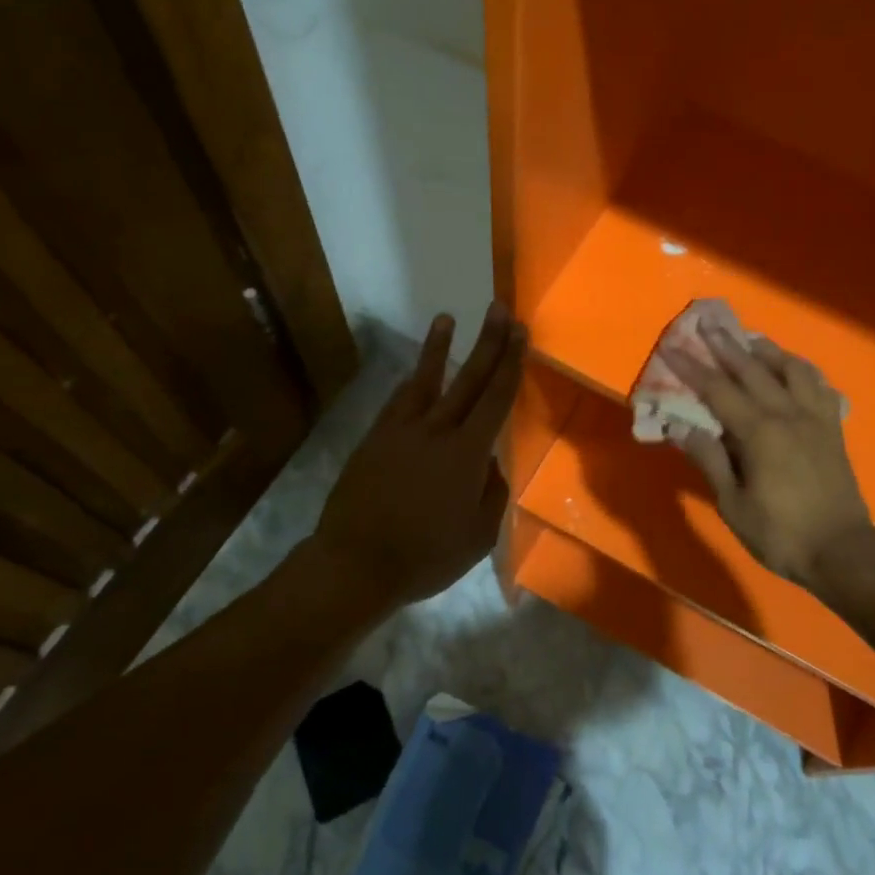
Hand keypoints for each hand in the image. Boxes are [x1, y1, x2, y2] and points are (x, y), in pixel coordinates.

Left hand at [313, 305, 526, 607]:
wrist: (354, 565)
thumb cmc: (425, 557)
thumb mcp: (478, 536)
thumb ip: (491, 492)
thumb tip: (489, 462)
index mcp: (467, 453)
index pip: (496, 398)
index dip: (510, 362)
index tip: (520, 332)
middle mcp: (436, 431)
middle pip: (468, 379)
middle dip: (488, 342)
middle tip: (499, 309)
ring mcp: (400, 431)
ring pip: (425, 381)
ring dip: (438, 348)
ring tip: (446, 318)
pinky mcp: (374, 439)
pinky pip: (397, 402)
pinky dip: (410, 382)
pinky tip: (415, 373)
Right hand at [664, 326, 873, 596]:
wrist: (843, 552)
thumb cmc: (782, 533)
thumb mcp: (734, 504)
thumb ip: (710, 460)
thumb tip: (681, 427)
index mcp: (760, 432)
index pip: (718, 390)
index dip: (692, 368)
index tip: (672, 347)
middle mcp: (788, 414)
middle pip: (753, 370)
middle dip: (726, 345)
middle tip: (708, 322)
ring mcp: (815, 418)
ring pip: (792, 369)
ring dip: (768, 351)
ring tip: (751, 340)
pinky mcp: (833, 428)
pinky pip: (819, 386)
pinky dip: (802, 371)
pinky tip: (793, 370)